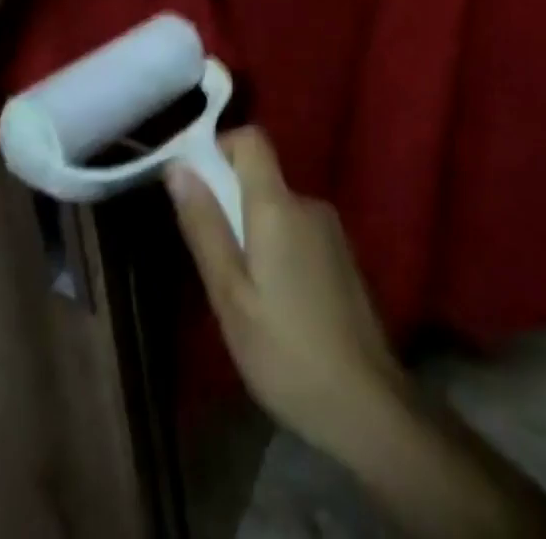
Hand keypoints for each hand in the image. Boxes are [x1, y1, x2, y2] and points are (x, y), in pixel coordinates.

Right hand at [167, 128, 408, 453]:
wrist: (367, 406)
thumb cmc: (286, 353)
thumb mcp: (231, 296)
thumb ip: (205, 226)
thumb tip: (178, 167)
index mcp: (279, 206)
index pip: (251, 139)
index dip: (219, 148)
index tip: (194, 185)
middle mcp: (308, 203)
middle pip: (260, 177)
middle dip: (229, 204)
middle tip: (213, 265)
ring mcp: (330, 228)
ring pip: (276, 209)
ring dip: (252, 233)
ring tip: (243, 296)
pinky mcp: (341, 254)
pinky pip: (296, 231)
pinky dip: (276, 250)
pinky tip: (275, 306)